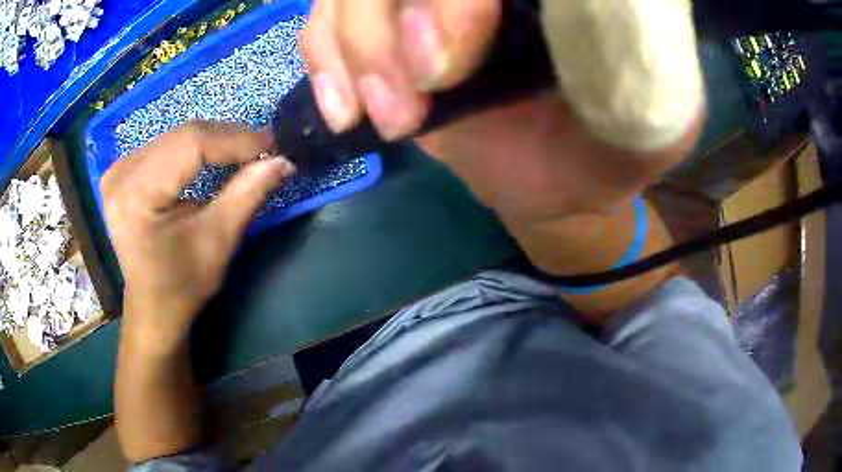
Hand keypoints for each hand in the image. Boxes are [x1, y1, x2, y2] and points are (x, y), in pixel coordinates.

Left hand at [101, 121, 294, 353]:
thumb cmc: (182, 285)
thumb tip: (284, 160)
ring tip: (247, 150)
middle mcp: (121, 173)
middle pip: (184, 136)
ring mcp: (119, 169)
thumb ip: (248, 194)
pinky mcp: (123, 171)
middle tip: (266, 147)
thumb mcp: (218, 242)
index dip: (236, 139)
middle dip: (229, 138)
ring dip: (216, 140)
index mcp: (136, 194)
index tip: (275, 143)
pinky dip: (198, 147)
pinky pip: (167, 145)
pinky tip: (216, 154)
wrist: (153, 308)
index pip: (191, 145)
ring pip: (178, 136)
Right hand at [301, 0, 703, 221]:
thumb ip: (644, 68)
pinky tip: (347, 107)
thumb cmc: (609, 149)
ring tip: (390, 117)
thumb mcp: (652, 122)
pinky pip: (325, 21)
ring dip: (354, 49)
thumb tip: (586, 11)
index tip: (439, 69)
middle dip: (384, 25)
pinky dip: (324, 58)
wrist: (556, 176)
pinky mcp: (391, 27)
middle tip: (409, 100)